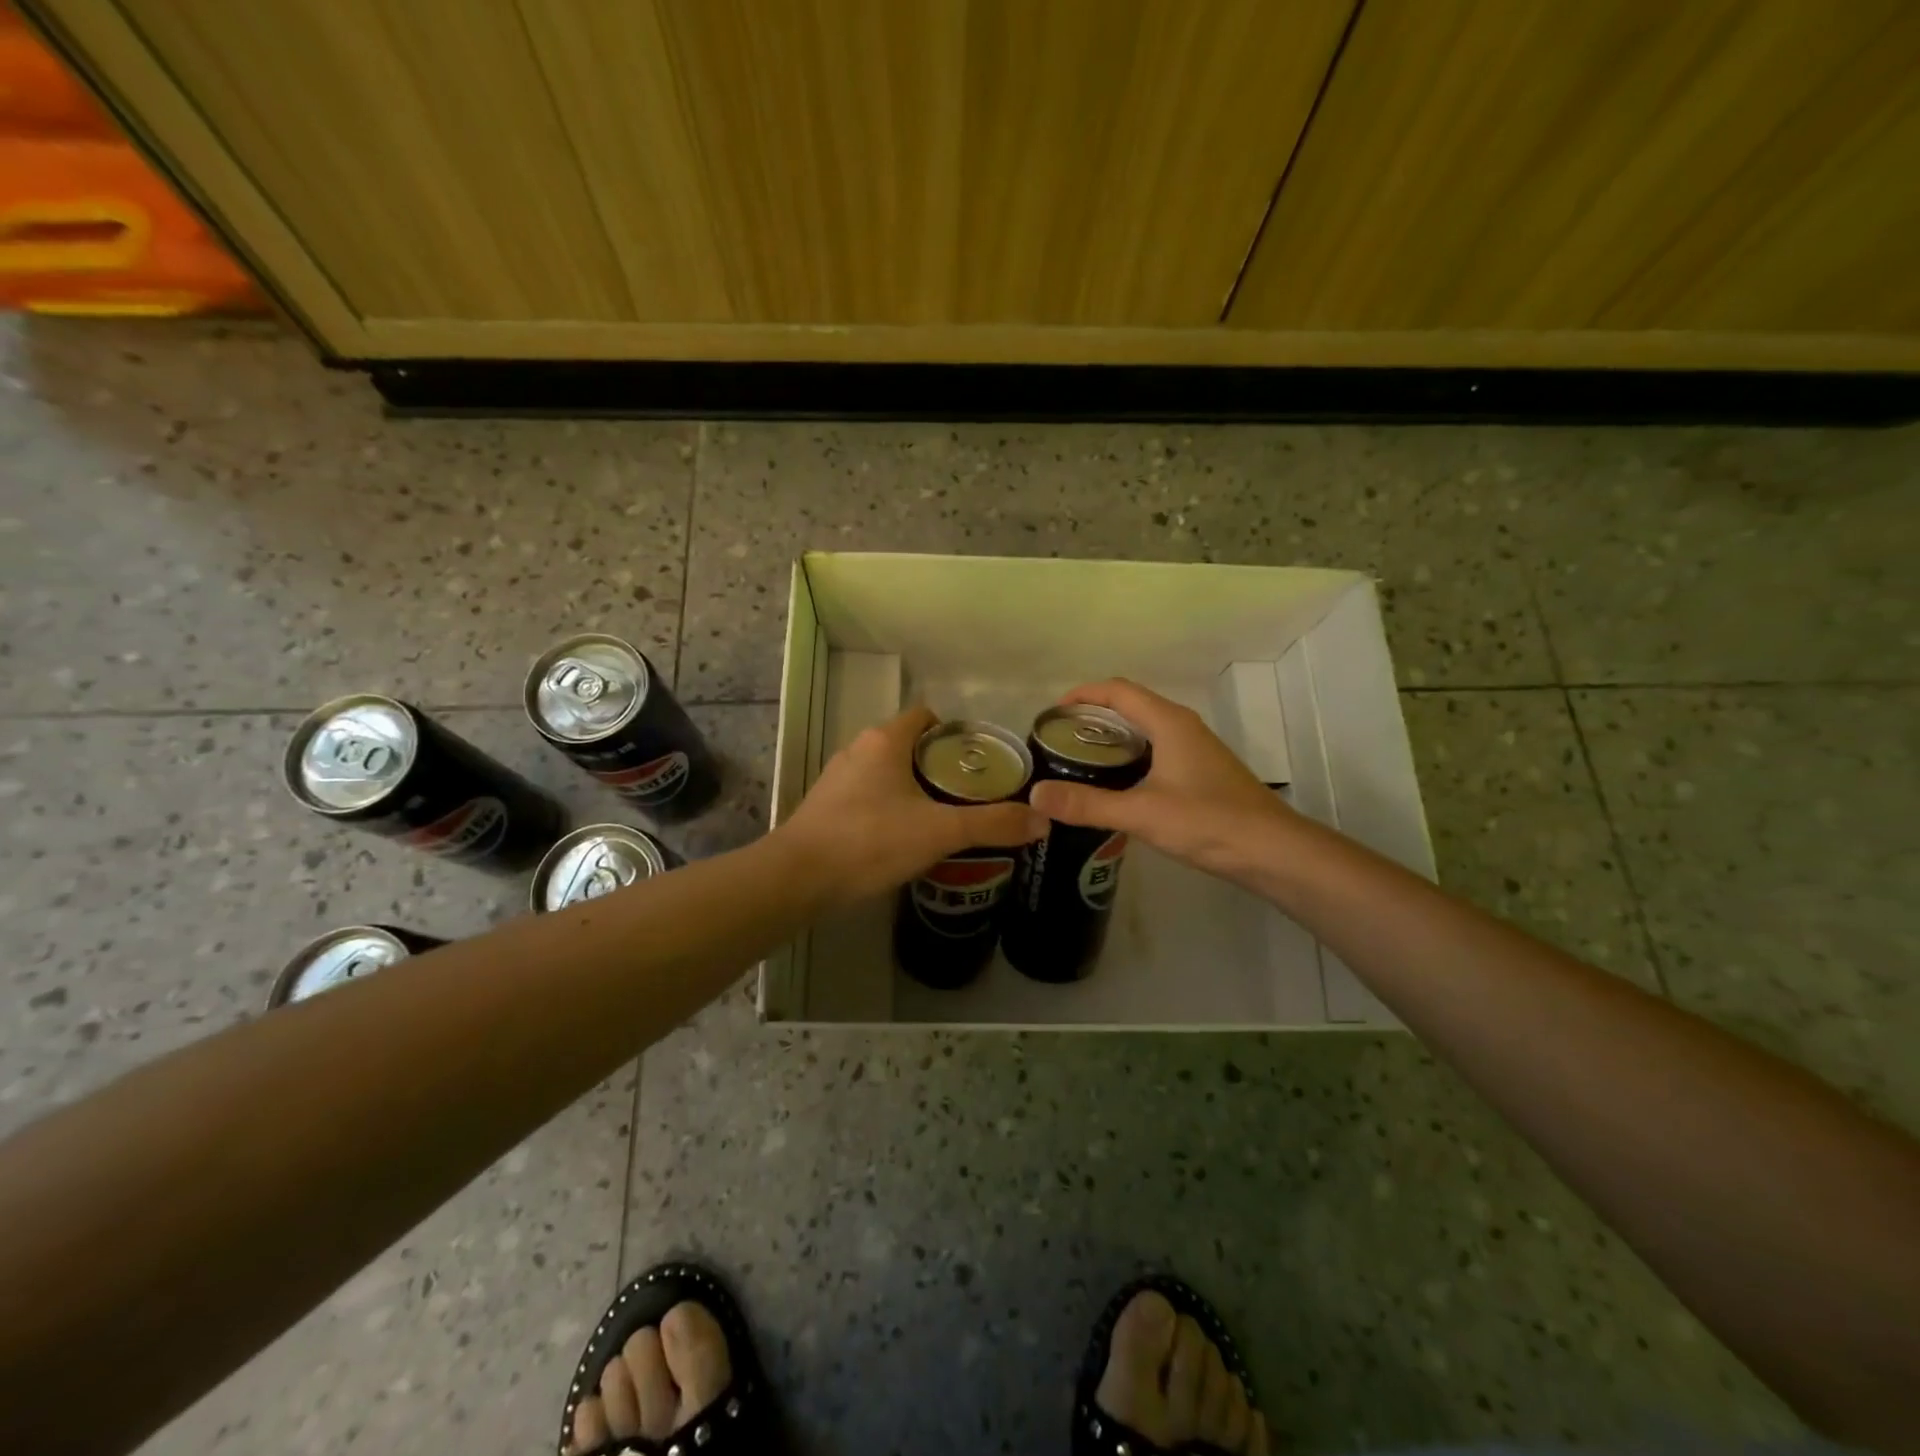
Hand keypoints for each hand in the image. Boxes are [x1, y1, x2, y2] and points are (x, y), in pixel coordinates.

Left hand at [779, 705, 1047, 905]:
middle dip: (940, 766)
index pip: (926, 716)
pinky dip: (890, 808)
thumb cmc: (870, 840)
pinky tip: (904, 839)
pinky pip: (869, 796)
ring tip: (944, 819)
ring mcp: (838, 779)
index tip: (980, 762)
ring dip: (915, 789)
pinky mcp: (826, 807)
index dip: (956, 733)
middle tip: (971, 795)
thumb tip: (1042, 819)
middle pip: (909, 745)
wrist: (798, 878)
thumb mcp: (940, 832)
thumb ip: (992, 824)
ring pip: (888, 773)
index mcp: (885, 740)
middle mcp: (859, 750)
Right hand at [1026, 679, 1300, 885]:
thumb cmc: (1208, 822)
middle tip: (1058, 741)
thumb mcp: (1142, 813)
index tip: (1052, 713)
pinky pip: (1155, 751)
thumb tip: (1035, 795)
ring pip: (1144, 730)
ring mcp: (1194, 749)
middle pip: (1130, 706)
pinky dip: (1129, 758)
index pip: (1118, 690)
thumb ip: (1088, 804)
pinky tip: (1115, 787)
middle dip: (1092, 717)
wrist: (1273, 851)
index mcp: (1168, 722)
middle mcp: (1182, 727)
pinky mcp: (1200, 773)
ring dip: (1111, 738)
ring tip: (1078, 762)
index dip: (1083, 694)